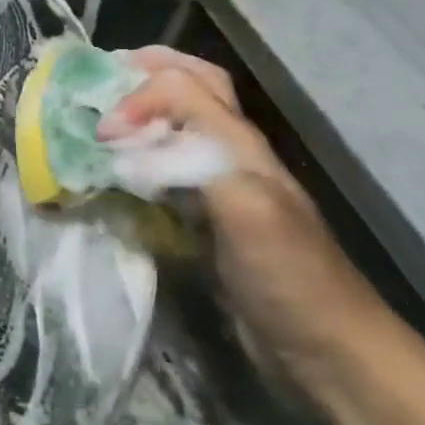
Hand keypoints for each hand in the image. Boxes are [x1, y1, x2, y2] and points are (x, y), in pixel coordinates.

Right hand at [99, 46, 392, 385]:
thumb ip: (194, 162)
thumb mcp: (248, 208)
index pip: (184, 85)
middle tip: (101, 79)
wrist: (325, 351)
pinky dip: (138, 163)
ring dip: (142, 114)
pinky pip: (167, 176)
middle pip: (193, 90)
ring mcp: (219, 190)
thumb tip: (125, 146)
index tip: (103, 132)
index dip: (139, 95)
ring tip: (99, 119)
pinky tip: (115, 178)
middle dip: (148, 73)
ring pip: (178, 129)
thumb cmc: (289, 276)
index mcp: (240, 143)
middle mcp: (229, 155)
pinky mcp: (207, 224)